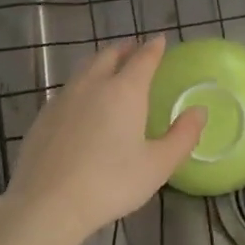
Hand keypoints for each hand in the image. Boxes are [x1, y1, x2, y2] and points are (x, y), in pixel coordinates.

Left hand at [5, 38, 204, 244]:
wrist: (47, 203)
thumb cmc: (110, 184)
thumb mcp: (157, 165)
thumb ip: (183, 136)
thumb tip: (200, 111)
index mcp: (124, 91)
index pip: (143, 58)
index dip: (154, 48)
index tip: (160, 40)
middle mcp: (93, 84)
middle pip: (109, 55)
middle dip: (125, 49)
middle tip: (135, 51)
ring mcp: (64, 97)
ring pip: (85, 68)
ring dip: (100, 62)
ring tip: (109, 69)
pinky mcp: (44, 115)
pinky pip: (68, 88)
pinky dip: (81, 85)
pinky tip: (82, 103)